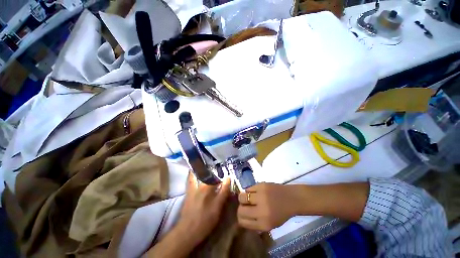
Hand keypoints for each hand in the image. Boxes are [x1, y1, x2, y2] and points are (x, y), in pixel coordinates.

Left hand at [177, 172, 230, 245]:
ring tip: (205, 163)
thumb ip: (224, 191)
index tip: (225, 172)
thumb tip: (228, 178)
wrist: (188, 231)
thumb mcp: (218, 207)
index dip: (221, 173)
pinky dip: (192, 175)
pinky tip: (193, 172)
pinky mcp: (188, 193)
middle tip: (216, 166)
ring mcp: (192, 188)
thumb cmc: (205, 220)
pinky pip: (190, 180)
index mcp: (208, 187)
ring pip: (197, 174)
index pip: (216, 176)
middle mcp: (200, 184)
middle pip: (207, 173)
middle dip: (212, 168)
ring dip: (201, 168)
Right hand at [237, 183, 302, 231]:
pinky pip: (248, 188)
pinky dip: (249, 191)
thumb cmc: (281, 213)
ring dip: (243, 198)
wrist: (291, 198)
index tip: (243, 214)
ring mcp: (261, 197)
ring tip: (248, 197)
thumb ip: (255, 223)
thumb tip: (242, 219)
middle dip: (241, 208)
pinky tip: (254, 192)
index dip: (240, 218)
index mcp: (263, 224)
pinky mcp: (261, 186)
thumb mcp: (270, 224)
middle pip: (240, 210)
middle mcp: (261, 211)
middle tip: (245, 205)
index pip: (242, 222)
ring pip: (242, 197)